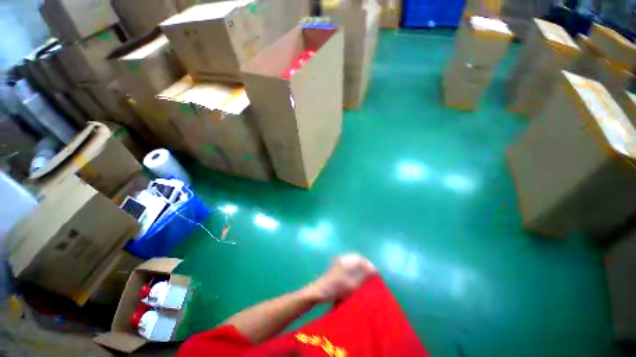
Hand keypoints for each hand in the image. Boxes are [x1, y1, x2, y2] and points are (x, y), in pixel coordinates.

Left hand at [302, 253, 376, 302]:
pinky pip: (348, 265)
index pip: (361, 259)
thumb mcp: (353, 285)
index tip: (375, 274)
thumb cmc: (337, 288)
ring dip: (360, 268)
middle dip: (365, 266)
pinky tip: (356, 278)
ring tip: (365, 278)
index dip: (369, 266)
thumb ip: (364, 277)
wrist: (320, 291)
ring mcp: (339, 261)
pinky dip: (354, 270)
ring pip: (353, 262)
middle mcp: (343, 258)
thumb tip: (374, 271)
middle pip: (357, 259)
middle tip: (371, 276)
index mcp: (347, 260)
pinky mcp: (336, 266)